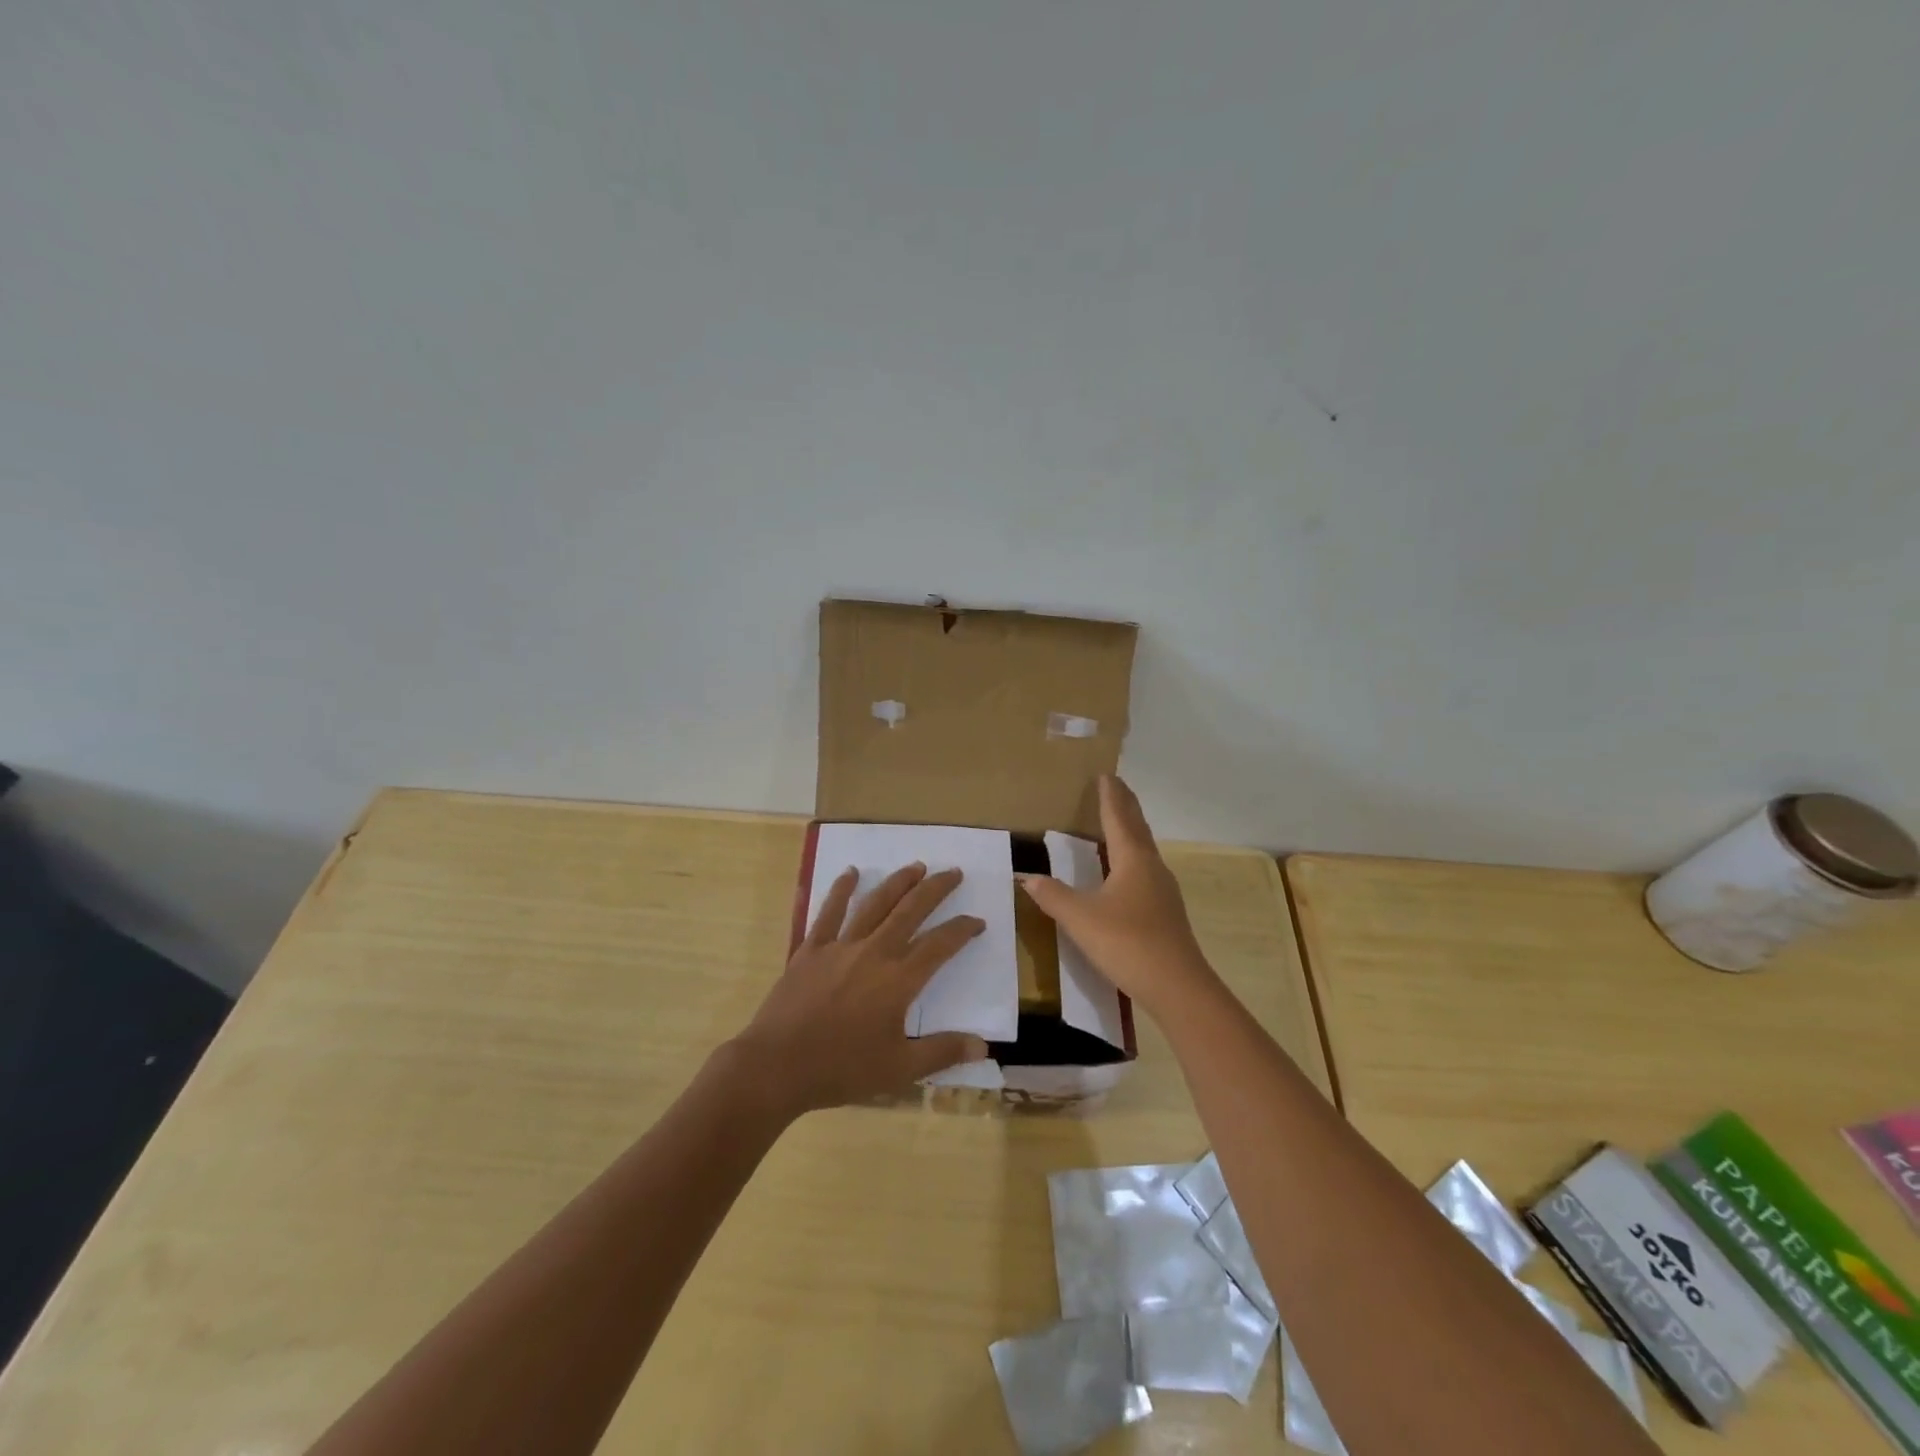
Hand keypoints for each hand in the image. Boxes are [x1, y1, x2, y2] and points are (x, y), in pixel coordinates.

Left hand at [730, 863, 988, 1117]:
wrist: (776, 1066)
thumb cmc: (841, 1069)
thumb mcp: (899, 1069)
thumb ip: (942, 1051)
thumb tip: (983, 1046)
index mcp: (899, 980)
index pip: (940, 945)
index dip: (962, 930)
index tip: (977, 921)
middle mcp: (874, 952)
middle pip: (911, 910)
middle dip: (936, 889)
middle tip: (953, 872)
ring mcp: (840, 946)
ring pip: (875, 903)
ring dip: (898, 882)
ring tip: (916, 866)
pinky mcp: (811, 949)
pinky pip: (828, 912)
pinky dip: (841, 889)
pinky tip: (851, 872)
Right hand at [1018, 775, 1214, 1017]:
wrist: (1178, 986)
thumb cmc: (1128, 943)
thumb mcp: (1081, 919)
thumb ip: (1053, 896)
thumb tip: (1028, 877)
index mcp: (1133, 859)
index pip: (1118, 818)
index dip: (1110, 796)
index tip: (1105, 775)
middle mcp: (1152, 867)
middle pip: (1137, 828)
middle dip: (1125, 806)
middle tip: (1115, 786)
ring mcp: (1163, 890)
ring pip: (1144, 849)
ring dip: (1131, 830)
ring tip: (1117, 822)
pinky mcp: (1166, 911)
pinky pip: (1146, 870)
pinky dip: (1133, 856)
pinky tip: (1126, 872)